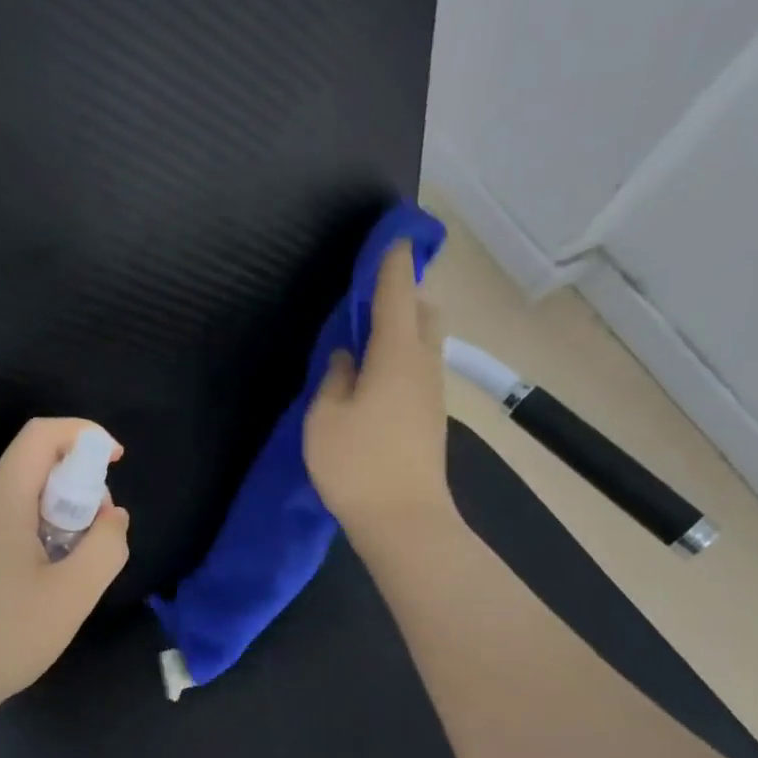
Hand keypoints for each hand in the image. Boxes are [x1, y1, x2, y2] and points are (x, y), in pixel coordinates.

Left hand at [0, 418, 130, 709]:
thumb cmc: (4, 637)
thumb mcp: (73, 594)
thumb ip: (106, 545)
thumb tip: (112, 514)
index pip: (41, 434)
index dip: (84, 434)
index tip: (116, 460)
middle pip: (31, 464)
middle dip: (75, 484)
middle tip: (95, 534)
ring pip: (17, 493)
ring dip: (54, 510)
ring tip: (68, 564)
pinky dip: (30, 527)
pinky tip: (37, 577)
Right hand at [304, 240, 452, 549]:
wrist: (405, 521)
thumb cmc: (357, 464)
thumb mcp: (325, 417)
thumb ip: (335, 378)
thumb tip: (348, 355)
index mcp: (395, 355)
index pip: (397, 294)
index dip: (392, 263)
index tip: (392, 236)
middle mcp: (422, 365)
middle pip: (423, 313)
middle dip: (405, 292)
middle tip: (372, 292)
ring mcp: (432, 392)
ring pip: (425, 341)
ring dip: (404, 325)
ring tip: (369, 331)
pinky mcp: (430, 416)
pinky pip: (419, 366)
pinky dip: (402, 353)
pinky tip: (376, 371)